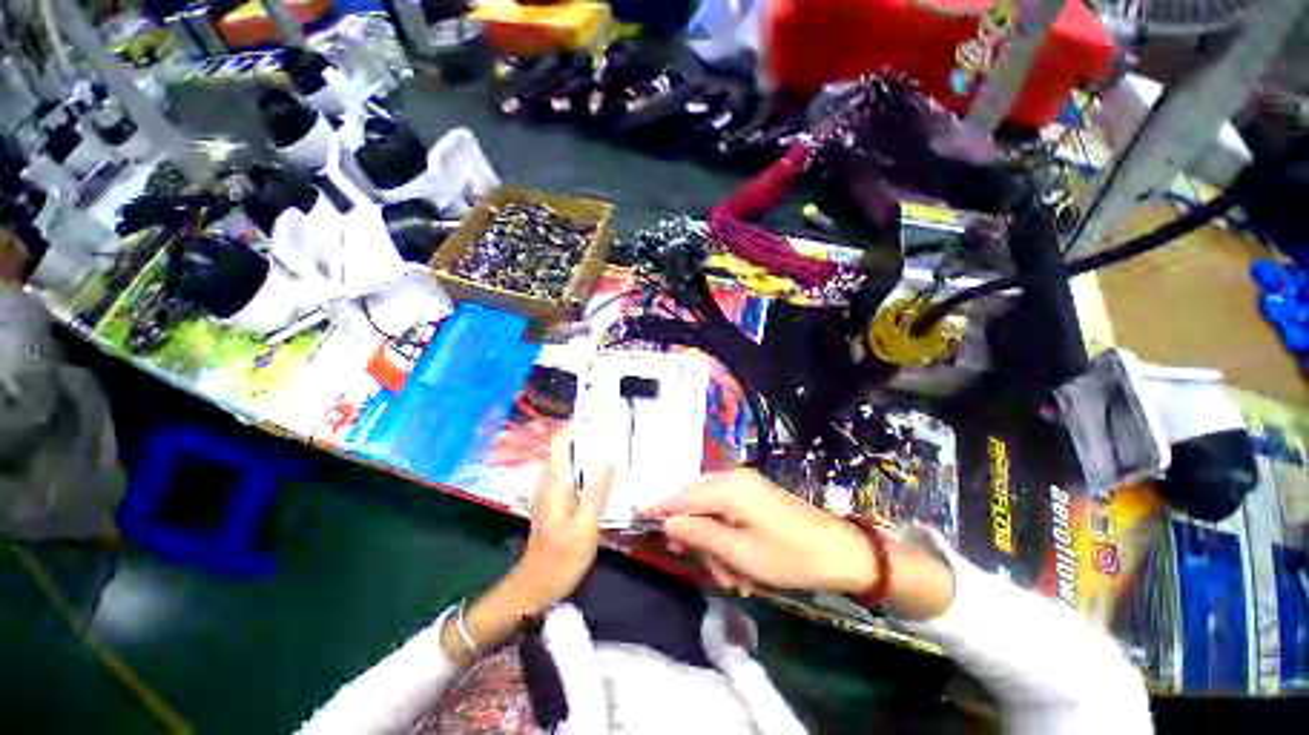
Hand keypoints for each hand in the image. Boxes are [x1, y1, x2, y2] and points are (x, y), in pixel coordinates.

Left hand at [444, 436, 611, 666]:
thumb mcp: (585, 526)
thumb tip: (607, 459)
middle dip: (592, 438)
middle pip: (570, 448)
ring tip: (619, 452)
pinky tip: (608, 480)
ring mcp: (553, 492)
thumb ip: (596, 491)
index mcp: (556, 481)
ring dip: (592, 455)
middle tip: (619, 435)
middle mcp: (551, 480)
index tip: (601, 418)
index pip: (561, 439)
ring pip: (573, 463)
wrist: (534, 589)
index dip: (578, 424)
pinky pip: (574, 477)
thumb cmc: (560, 559)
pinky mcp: (558, 503)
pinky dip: (589, 472)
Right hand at [643, 469, 875, 594]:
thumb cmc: (789, 555)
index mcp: (728, 489)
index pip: (683, 496)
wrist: (841, 551)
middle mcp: (734, 480)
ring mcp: (747, 486)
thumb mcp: (740, 553)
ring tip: (736, 576)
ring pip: (713, 511)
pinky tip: (743, 563)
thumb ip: (700, 534)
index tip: (639, 515)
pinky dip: (729, 538)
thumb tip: (668, 522)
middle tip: (706, 567)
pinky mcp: (756, 496)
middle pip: (697, 502)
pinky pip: (729, 513)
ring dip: (716, 543)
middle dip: (697, 536)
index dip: (661, 507)